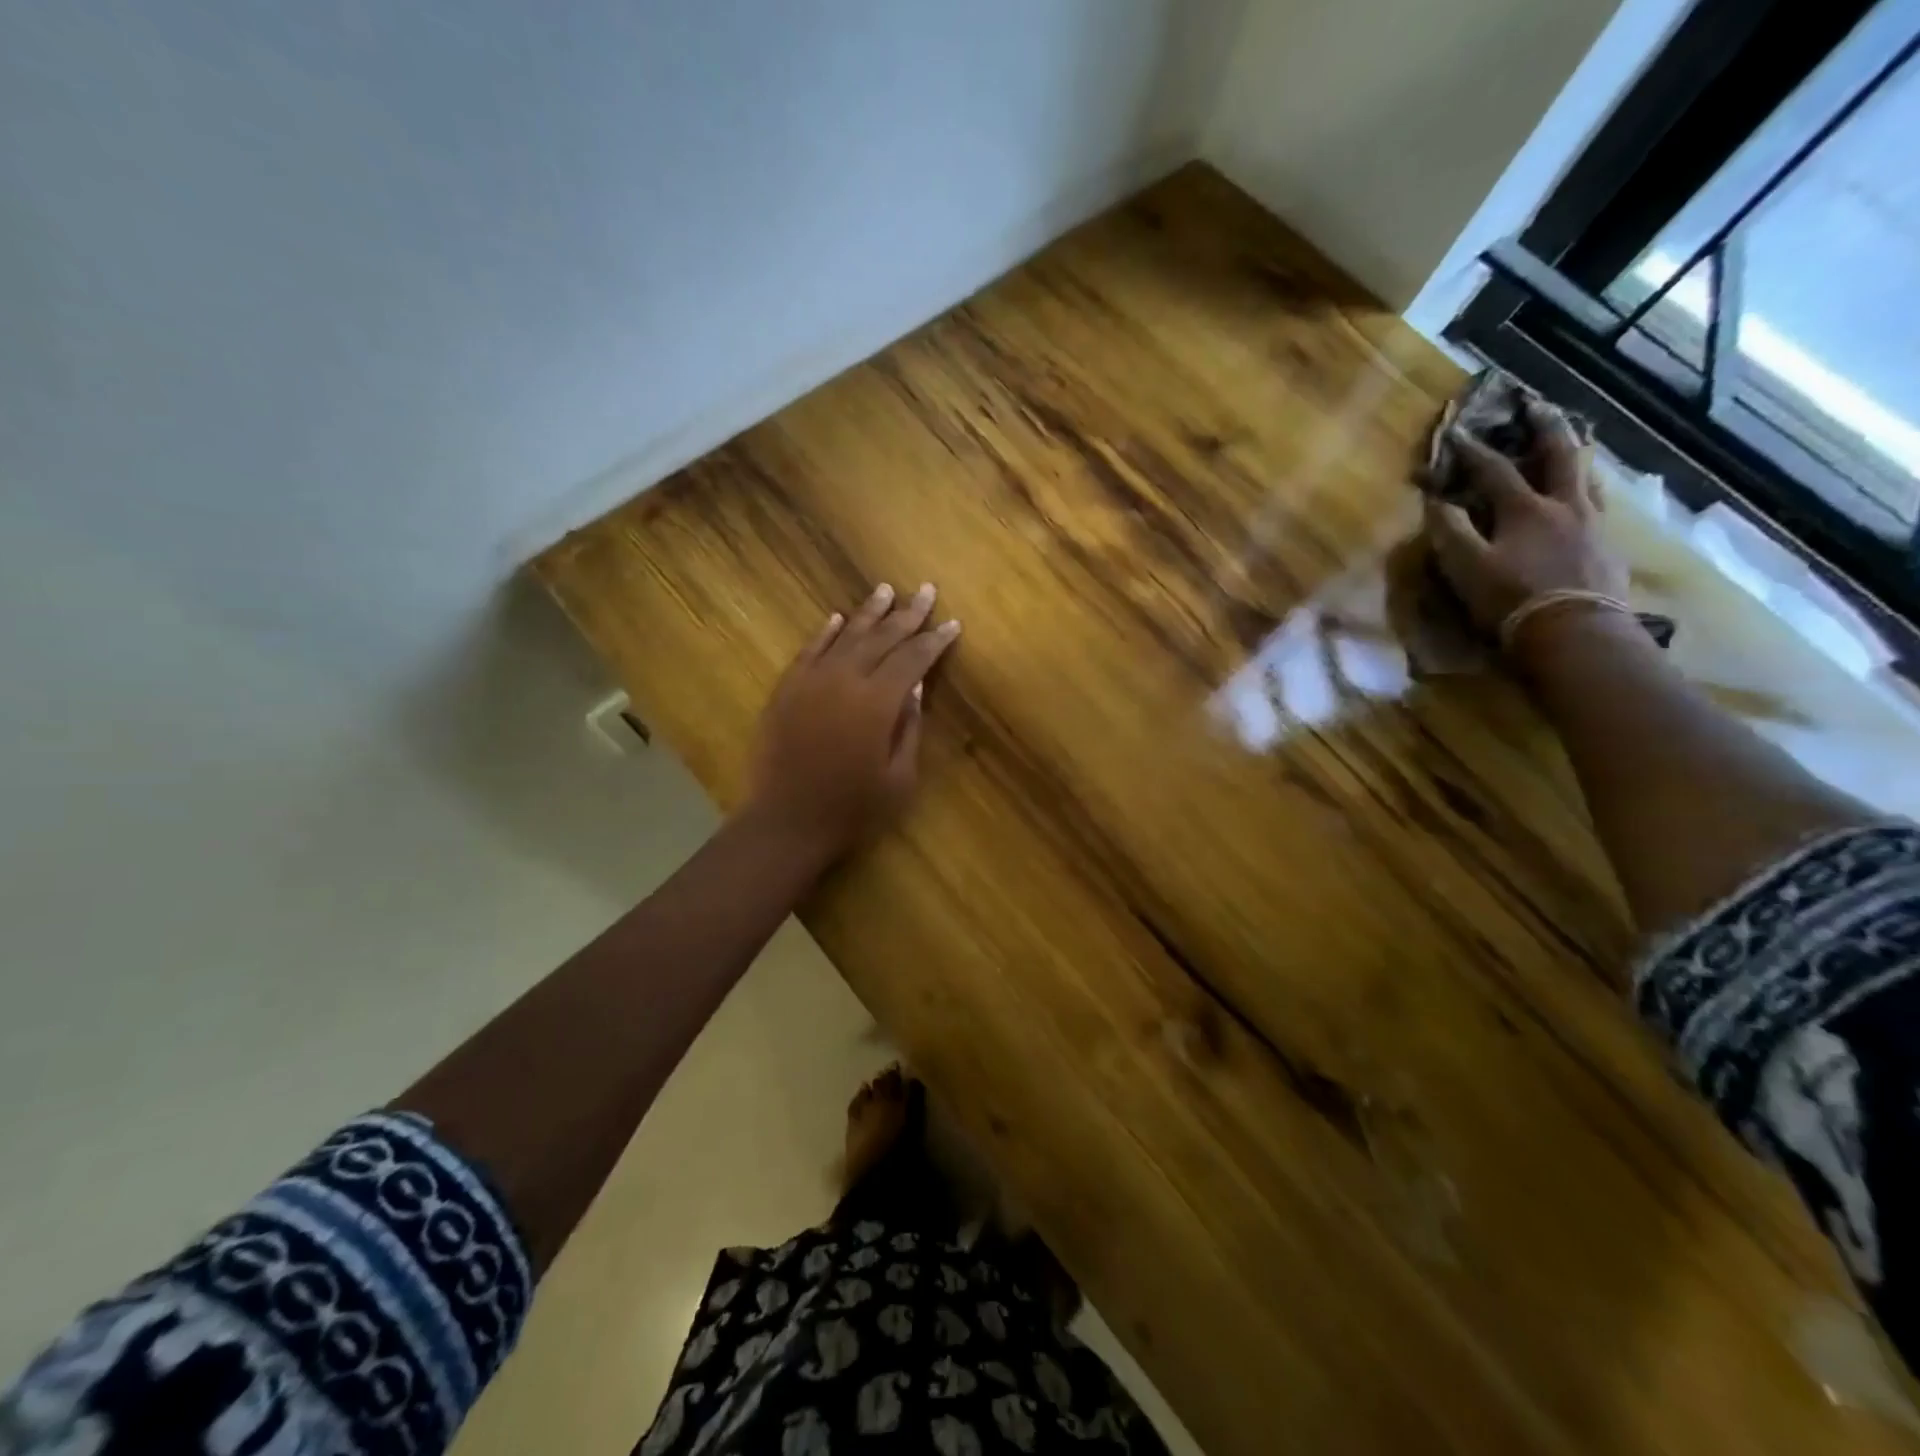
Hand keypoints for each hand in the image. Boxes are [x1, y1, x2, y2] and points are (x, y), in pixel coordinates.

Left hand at [738, 582, 961, 862]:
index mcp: (878, 703)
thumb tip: (918, 688)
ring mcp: (811, 681)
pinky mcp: (786, 690)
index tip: (952, 623)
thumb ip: (909, 728)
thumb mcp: (898, 778)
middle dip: (908, 614)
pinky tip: (838, 619)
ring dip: (868, 612)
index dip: (934, 640)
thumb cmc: (852, 809)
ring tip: (886, 590)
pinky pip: (809, 651)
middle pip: (882, 638)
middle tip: (925, 590)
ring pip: (845, 636)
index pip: (913, 659)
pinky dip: (826, 632)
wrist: (786, 822)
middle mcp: (845, 680)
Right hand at [1424, 402, 1627, 633]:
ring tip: (1572, 446)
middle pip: (1561, 456)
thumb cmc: (1512, 599)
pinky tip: (1588, 500)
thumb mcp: (1466, 567)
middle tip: (1540, 407)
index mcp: (1526, 509)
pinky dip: (1590, 493)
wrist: (1575, 633)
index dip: (1473, 451)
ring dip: (1576, 458)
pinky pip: (1600, 508)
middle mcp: (1565, 506)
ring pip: (1588, 479)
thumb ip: (1449, 531)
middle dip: (1547, 429)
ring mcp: (1594, 526)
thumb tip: (1435, 501)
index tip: (1457, 432)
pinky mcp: (1608, 550)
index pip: (1494, 470)